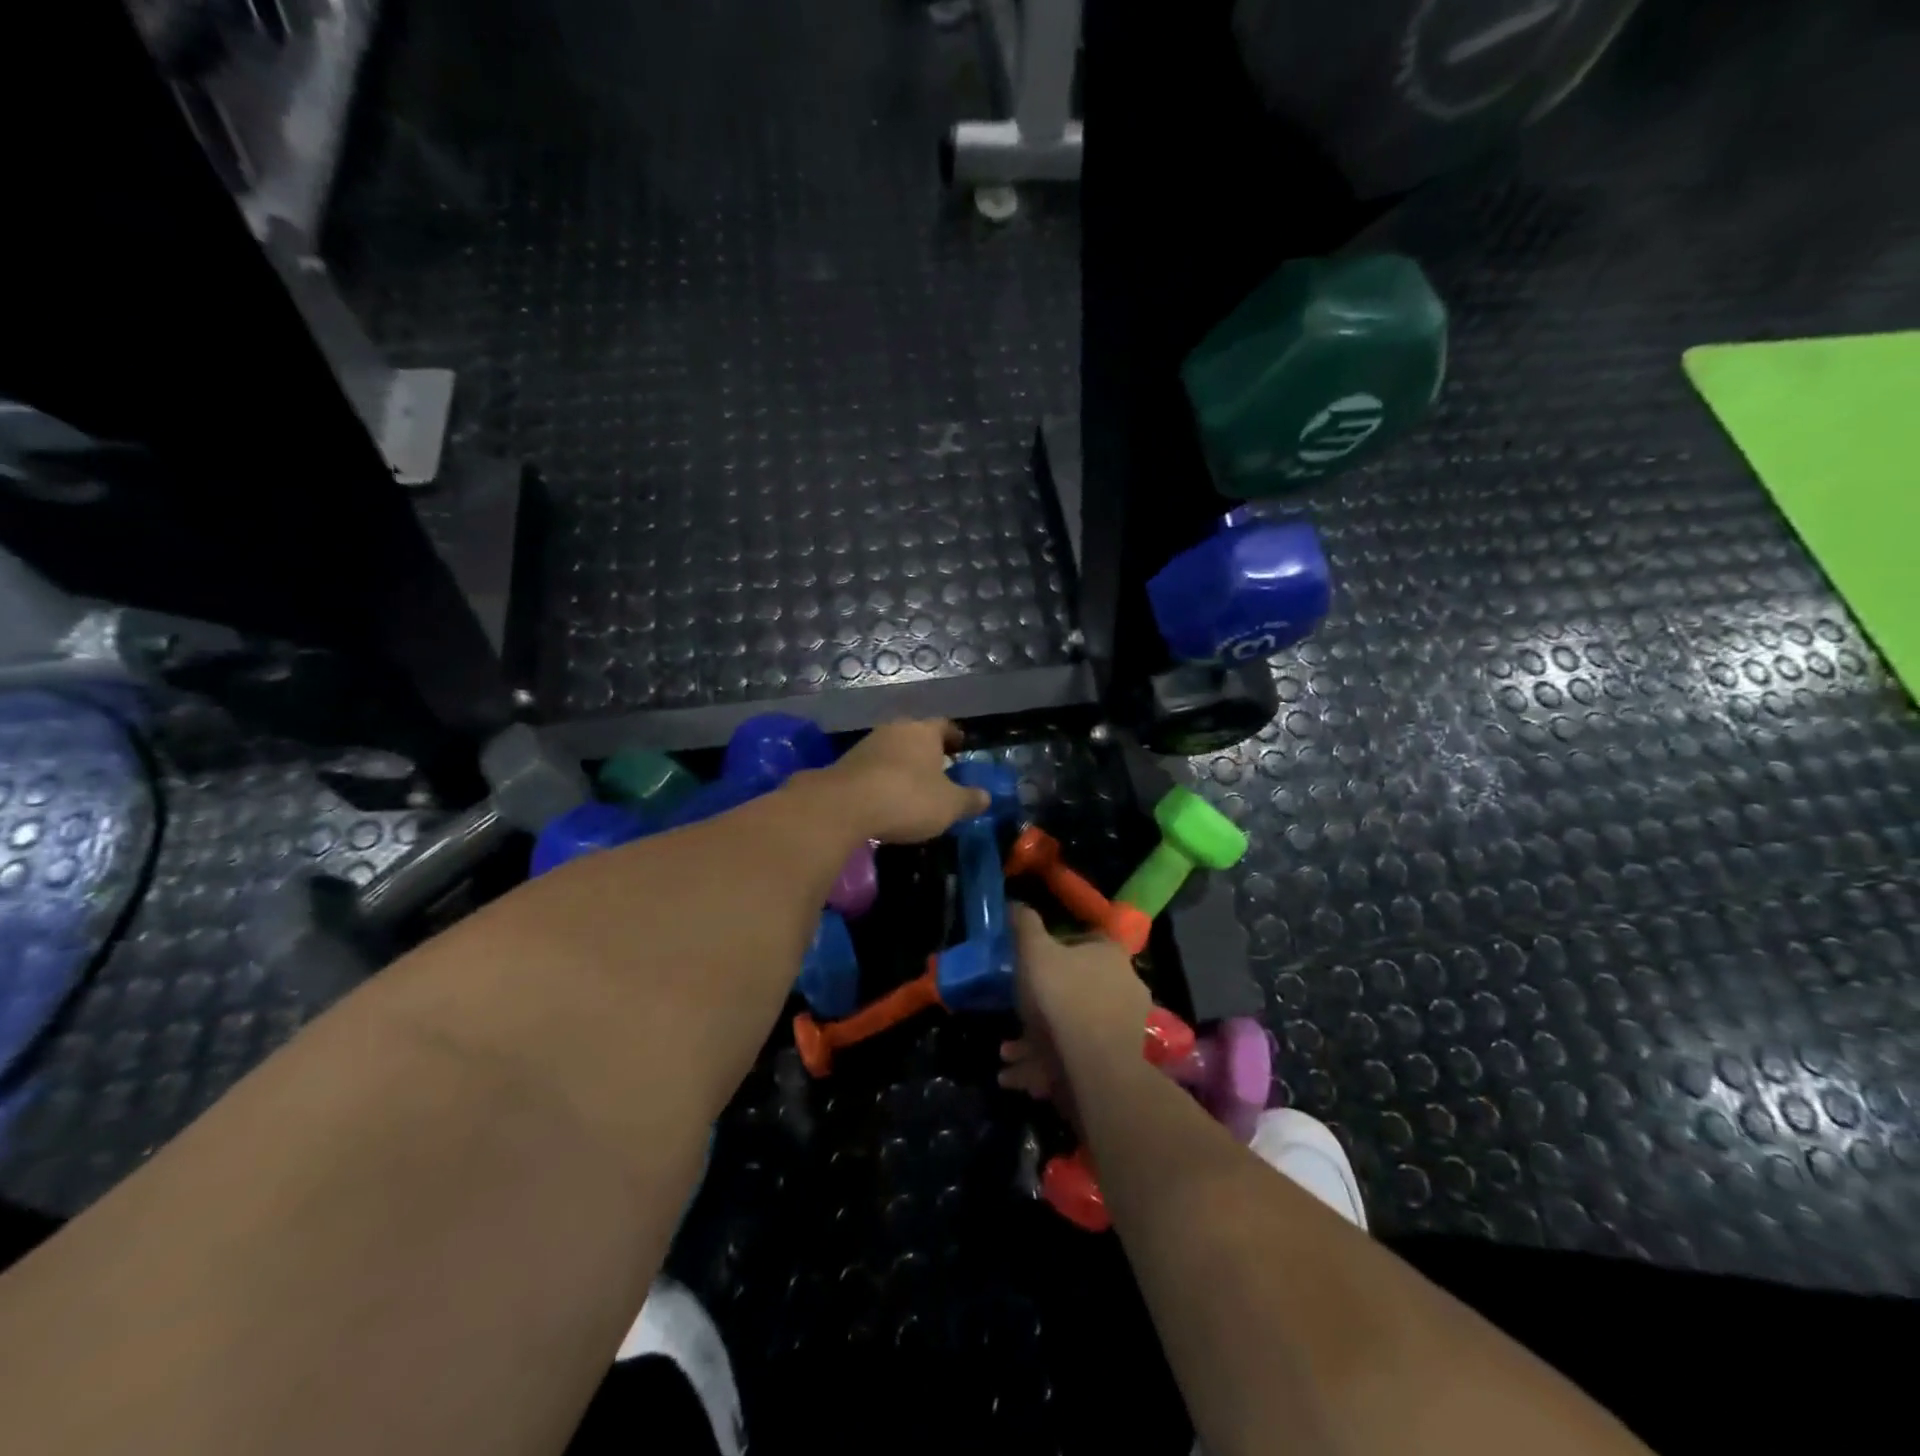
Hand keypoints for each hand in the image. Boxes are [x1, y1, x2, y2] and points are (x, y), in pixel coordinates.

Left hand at [803, 719, 989, 844]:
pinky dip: (882, 779)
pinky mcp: (845, 763)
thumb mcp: (949, 805)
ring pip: (893, 750)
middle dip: (927, 751)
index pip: (945, 726)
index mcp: (924, 731)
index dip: (955, 736)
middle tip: (939, 769)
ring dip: (902, 765)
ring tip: (912, 786)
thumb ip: (969, 799)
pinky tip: (886, 797)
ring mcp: (867, 744)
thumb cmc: (908, 798)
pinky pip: (873, 768)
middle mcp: (895, 729)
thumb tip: (986, 796)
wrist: (844, 806)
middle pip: (916, 735)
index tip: (961, 747)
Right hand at [998, 905, 1152, 1134]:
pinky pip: (1079, 1057)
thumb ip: (1026, 927)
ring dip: (1040, 1041)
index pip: (1085, 939)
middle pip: (1079, 987)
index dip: (1056, 949)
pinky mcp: (1121, 1060)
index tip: (1032, 963)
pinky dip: (1049, 1066)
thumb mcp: (1035, 952)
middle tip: (1016, 1016)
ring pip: (1075, 1027)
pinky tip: (1021, 1079)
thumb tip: (1017, 904)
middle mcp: (1126, 984)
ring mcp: (1126, 1025)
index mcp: (1110, 953)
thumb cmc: (1064, 995)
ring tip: (1009, 1056)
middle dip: (1043, 1004)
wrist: (1098, 1063)